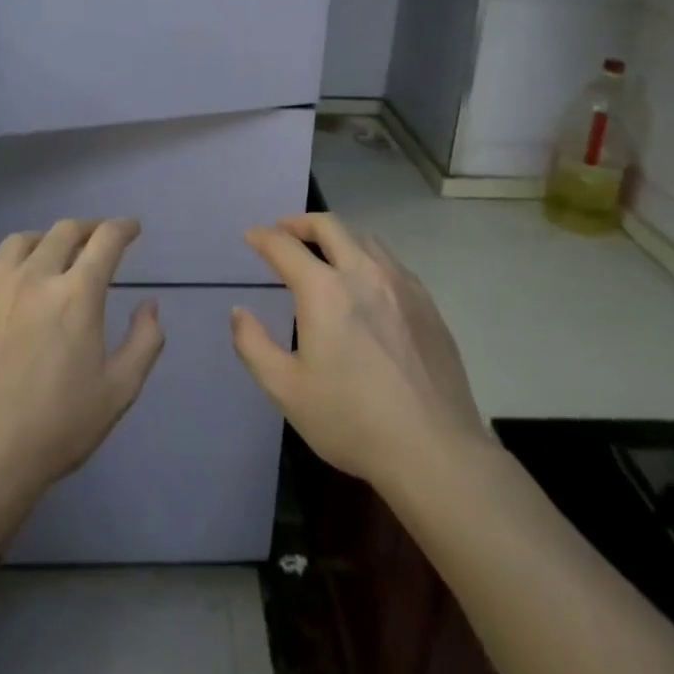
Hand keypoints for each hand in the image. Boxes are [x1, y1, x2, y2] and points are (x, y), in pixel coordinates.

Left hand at [0, 219, 165, 508]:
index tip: (131, 228)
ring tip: (53, 253)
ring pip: (23, 240)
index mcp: (77, 295)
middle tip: (97, 238)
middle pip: (65, 231)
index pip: (106, 240)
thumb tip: (149, 304)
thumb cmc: (57, 428)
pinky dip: (9, 261)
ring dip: (47, 240)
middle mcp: (36, 277)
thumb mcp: (119, 391)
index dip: (123, 228)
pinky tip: (12, 278)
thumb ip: (144, 341)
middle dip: (88, 229)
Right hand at [232, 213, 486, 489]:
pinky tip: (366, 283)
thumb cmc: (351, 420)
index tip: (251, 237)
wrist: (435, 450)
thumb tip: (239, 312)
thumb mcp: (286, 390)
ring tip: (324, 253)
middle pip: (329, 226)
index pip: (284, 246)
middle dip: (300, 223)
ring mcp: (401, 285)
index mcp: (324, 290)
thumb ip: (253, 345)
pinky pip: (391, 262)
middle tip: (284, 232)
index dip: (263, 237)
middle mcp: (363, 273)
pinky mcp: (427, 303)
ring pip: (364, 238)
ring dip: (337, 236)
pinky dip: (367, 258)